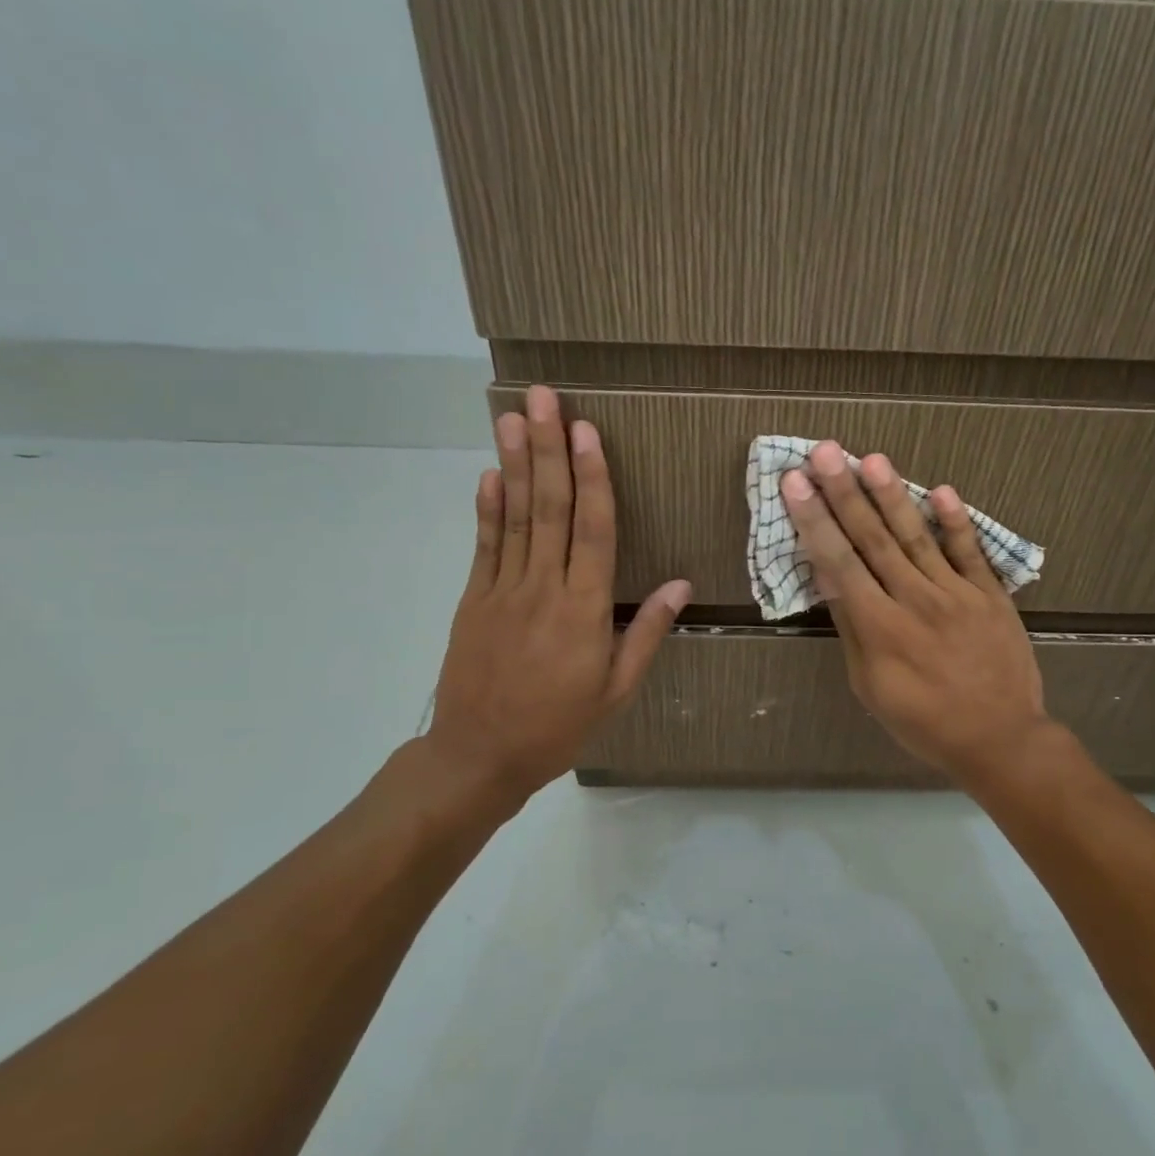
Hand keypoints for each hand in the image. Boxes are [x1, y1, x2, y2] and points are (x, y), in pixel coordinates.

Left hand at [415, 385, 689, 822]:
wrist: (479, 756)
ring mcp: (502, 590)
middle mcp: (543, 588)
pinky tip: (491, 473)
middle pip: (550, 508)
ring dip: (516, 464)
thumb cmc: (558, 725)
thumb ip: (646, 632)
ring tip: (513, 418)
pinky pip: (484, 545)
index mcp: (585, 610)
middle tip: (542, 399)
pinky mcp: (474, 599)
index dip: (592, 477)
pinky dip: (488, 507)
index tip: (587, 432)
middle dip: (549, 449)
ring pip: (515, 517)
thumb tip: (680, 585)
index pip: (593, 530)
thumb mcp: (617, 689)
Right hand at [780, 442, 1056, 786]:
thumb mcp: (871, 686)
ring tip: (872, 459)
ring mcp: (956, 593)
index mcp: (880, 625)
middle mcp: (915, 599)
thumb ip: (852, 628)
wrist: (999, 738)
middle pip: (874, 538)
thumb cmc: (923, 721)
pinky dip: (957, 522)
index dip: (815, 520)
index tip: (795, 482)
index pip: (839, 562)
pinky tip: (942, 491)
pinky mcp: (990, 594)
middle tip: (825, 452)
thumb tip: (829, 578)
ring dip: (892, 496)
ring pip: (918, 536)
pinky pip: (971, 553)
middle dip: (845, 493)